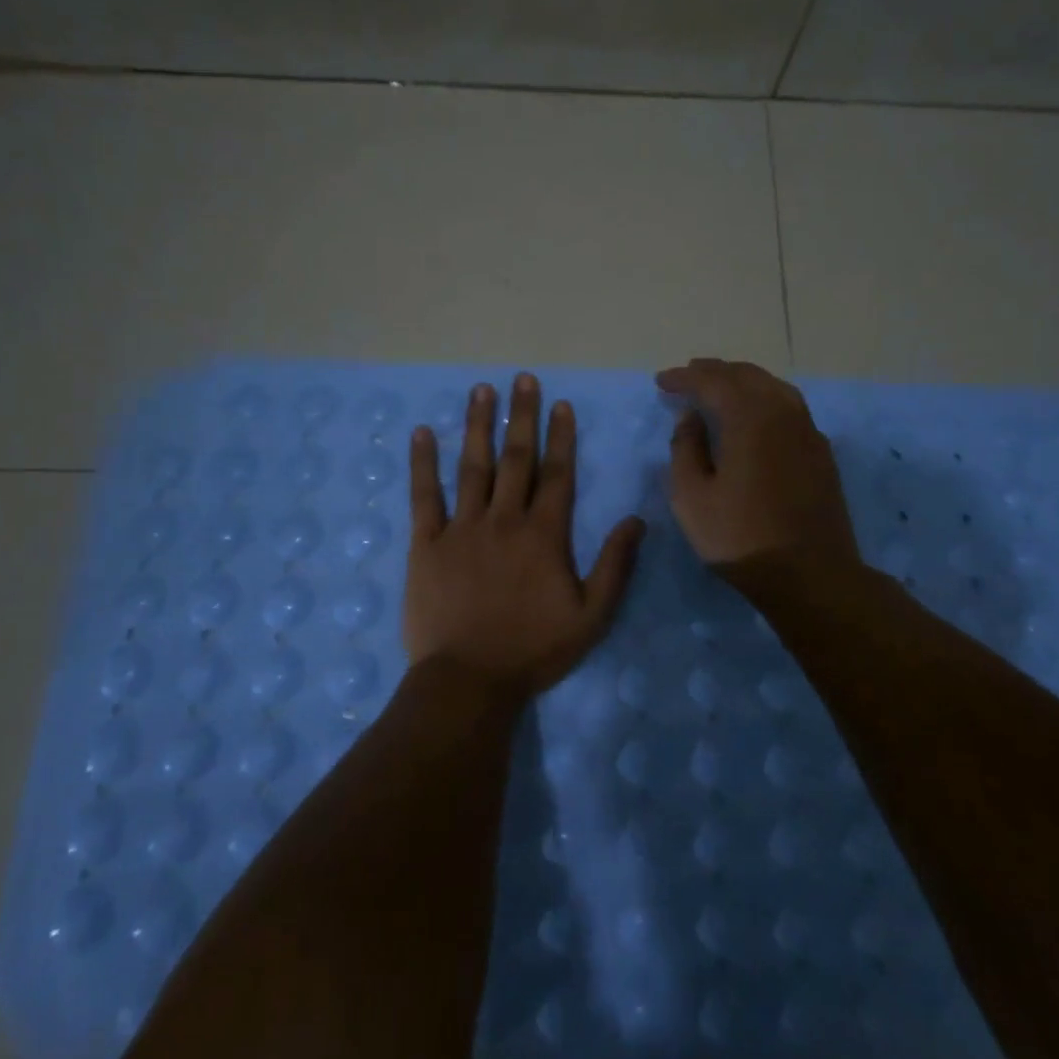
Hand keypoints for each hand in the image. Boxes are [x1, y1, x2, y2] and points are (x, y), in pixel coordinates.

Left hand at [403, 374, 644, 695]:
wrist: (469, 680)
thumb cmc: (533, 650)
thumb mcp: (591, 616)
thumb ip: (615, 565)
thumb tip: (636, 519)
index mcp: (544, 535)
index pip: (556, 474)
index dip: (560, 437)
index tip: (560, 404)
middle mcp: (504, 520)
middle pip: (515, 459)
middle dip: (521, 416)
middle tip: (521, 379)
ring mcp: (461, 528)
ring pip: (472, 467)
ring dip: (477, 426)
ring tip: (480, 390)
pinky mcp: (426, 544)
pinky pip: (424, 496)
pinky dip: (422, 464)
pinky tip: (422, 433)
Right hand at [657, 358, 858, 569]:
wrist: (810, 574)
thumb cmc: (740, 537)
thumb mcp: (691, 497)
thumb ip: (685, 449)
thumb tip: (691, 419)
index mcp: (748, 418)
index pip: (712, 381)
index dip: (684, 378)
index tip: (661, 382)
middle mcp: (782, 413)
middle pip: (746, 376)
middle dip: (714, 371)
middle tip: (689, 375)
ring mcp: (807, 431)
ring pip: (773, 387)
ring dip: (743, 380)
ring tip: (720, 386)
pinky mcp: (821, 452)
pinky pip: (790, 407)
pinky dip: (765, 398)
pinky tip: (756, 414)